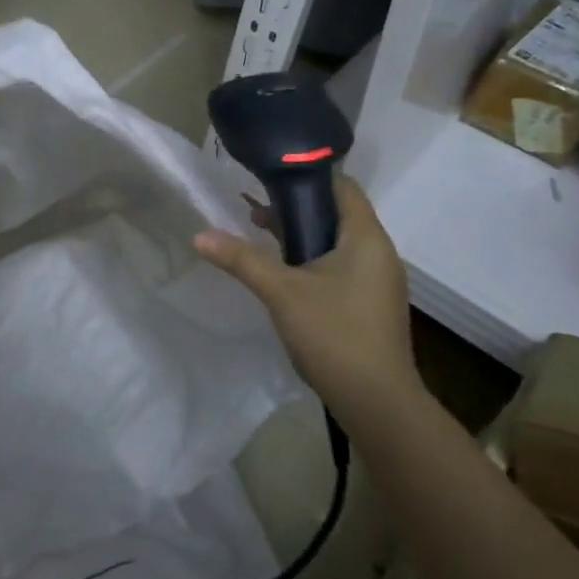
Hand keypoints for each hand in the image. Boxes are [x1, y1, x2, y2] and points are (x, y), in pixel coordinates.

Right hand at [194, 174, 418, 418]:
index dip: (307, 175)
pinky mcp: (372, 304)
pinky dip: (313, 260)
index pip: (342, 186)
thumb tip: (199, 235)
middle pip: (337, 213)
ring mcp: (378, 281)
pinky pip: (341, 267)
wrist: (378, 403)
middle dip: (296, 207)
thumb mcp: (282, 293)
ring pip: (337, 243)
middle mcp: (379, 252)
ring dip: (302, 236)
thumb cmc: (334, 335)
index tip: (269, 175)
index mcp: (366, 238)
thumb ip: (242, 259)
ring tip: (260, 235)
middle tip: (254, 206)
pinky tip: (285, 276)